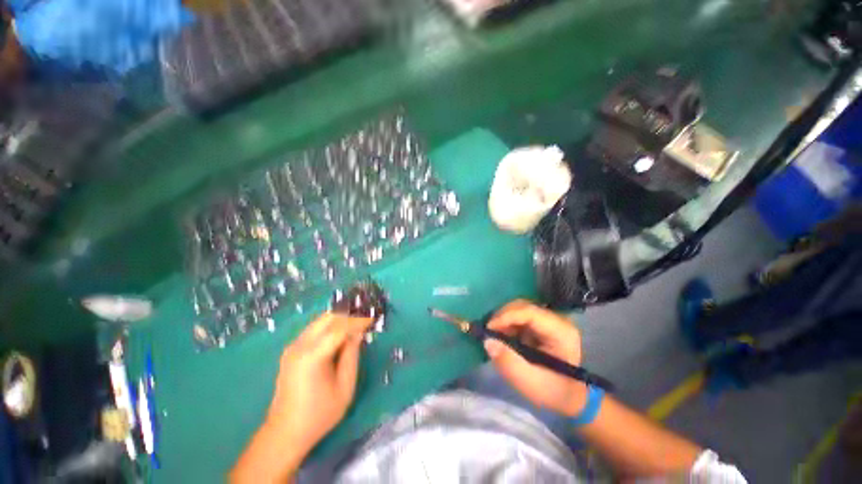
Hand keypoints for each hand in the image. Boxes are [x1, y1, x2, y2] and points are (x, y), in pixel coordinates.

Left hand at [266, 312, 372, 450]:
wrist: (285, 433)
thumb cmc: (319, 414)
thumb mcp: (345, 387)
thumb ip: (352, 355)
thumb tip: (358, 333)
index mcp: (313, 356)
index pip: (340, 328)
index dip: (358, 320)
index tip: (373, 317)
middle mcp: (300, 346)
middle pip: (328, 318)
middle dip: (349, 314)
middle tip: (365, 318)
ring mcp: (293, 347)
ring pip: (320, 321)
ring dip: (339, 319)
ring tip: (356, 323)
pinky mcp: (291, 351)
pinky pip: (314, 329)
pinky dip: (330, 326)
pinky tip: (341, 333)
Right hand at [485, 299, 587, 416]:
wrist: (569, 397)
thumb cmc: (552, 391)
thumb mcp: (530, 382)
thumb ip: (509, 362)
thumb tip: (487, 341)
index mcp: (560, 331)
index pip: (529, 312)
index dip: (506, 316)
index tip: (489, 329)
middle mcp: (556, 319)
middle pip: (523, 306)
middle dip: (502, 317)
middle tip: (488, 332)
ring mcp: (548, 319)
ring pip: (518, 309)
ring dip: (503, 320)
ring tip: (494, 335)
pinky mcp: (540, 323)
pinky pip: (519, 315)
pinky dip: (507, 323)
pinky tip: (503, 336)